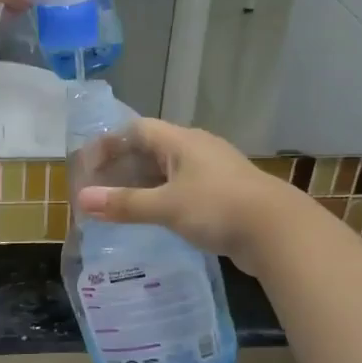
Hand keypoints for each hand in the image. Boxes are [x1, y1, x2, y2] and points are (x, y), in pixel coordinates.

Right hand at [75, 120, 303, 274]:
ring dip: (144, 185)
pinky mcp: (225, 194)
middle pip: (152, 150)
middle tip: (99, 189)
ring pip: (169, 172)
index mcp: (182, 141)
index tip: (88, 165)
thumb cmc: (218, 208)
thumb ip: (124, 203)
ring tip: (120, 205)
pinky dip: (164, 200)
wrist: (279, 232)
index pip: (138, 130)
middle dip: (123, 167)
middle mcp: (198, 150)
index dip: (110, 143)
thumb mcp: (166, 206)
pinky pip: (184, 190)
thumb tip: (82, 200)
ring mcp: (214, 172)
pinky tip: (154, 219)